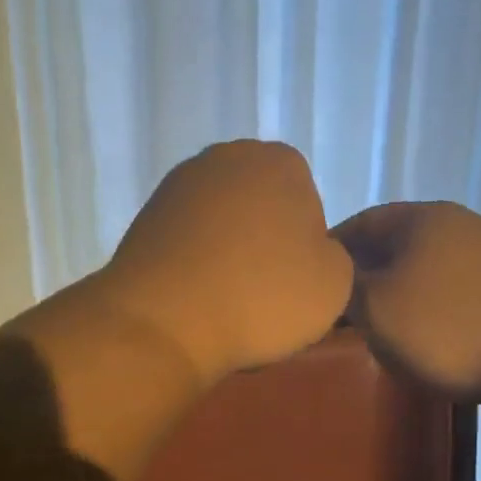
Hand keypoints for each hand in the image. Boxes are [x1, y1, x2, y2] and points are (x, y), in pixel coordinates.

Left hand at [94, 141, 352, 381]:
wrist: (166, 322)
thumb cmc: (262, 298)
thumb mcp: (334, 285)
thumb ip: (333, 257)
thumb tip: (308, 253)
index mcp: (282, 162)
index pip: (308, 205)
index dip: (305, 250)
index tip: (293, 284)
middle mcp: (227, 157)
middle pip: (261, 209)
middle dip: (264, 245)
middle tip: (262, 295)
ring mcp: (179, 185)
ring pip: (221, 226)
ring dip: (227, 257)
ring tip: (225, 303)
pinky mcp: (145, 217)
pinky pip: (187, 244)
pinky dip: (194, 267)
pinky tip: (195, 301)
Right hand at [334, 201, 480, 415]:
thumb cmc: (449, 328)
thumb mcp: (376, 307)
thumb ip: (341, 288)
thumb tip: (326, 279)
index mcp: (420, 218)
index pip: (356, 224)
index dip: (325, 255)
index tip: (304, 289)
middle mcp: (454, 227)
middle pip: (388, 248)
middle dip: (357, 280)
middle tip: (332, 316)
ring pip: (417, 274)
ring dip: (390, 300)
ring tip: (370, 334)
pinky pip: (445, 297)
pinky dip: (422, 316)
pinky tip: (416, 344)